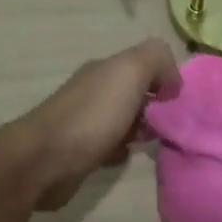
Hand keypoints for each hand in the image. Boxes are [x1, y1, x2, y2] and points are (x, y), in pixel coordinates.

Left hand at [13, 40, 181, 210]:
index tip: (176, 101)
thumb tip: (172, 80)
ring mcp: (85, 121)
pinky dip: (122, 150)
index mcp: (105, 69)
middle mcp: (94, 91)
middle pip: (135, 92)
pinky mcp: (80, 151)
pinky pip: (111, 145)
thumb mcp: (130, 72)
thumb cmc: (93, 116)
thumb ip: (156, 60)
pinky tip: (125, 156)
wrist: (45, 161)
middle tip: (167, 125)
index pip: (144, 64)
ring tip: (151, 142)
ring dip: (141, 129)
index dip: (165, 78)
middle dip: (155, 106)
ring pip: (124, 119)